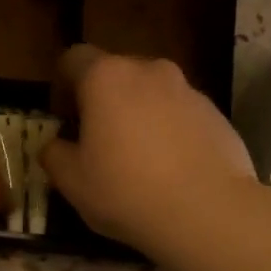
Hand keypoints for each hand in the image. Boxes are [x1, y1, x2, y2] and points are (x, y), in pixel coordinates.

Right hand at [41, 44, 256, 255]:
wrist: (206, 212)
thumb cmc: (125, 191)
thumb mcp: (72, 182)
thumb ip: (54, 155)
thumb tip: (54, 146)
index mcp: (106, 78)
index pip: (74, 59)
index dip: (62, 86)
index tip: (63, 119)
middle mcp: (149, 71)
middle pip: (116, 74)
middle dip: (103, 101)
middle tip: (97, 143)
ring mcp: (189, 90)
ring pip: (151, 95)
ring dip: (138, 116)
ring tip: (137, 161)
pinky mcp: (216, 114)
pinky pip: (181, 116)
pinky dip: (169, 133)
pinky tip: (169, 171)